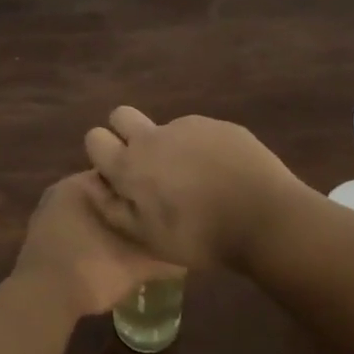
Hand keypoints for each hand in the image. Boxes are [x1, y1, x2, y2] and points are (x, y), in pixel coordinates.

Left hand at [11, 171, 183, 319]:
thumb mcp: (138, 264)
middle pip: (105, 192)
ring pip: (89, 211)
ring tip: (135, 239)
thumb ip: (165, 255)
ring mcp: (47, 213)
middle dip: (127, 205)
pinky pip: (73, 228)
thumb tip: (189, 254)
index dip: (145, 184)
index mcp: (82, 183)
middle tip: (154, 220)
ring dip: (108, 222)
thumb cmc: (91, 269)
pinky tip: (107, 253)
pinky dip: (90, 236)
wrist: (41, 301)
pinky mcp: (40, 237)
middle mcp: (62, 190)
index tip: (165, 198)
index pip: (122, 171)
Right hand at [82, 107, 306, 272]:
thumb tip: (89, 183)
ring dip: (168, 146)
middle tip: (146, 166)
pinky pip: (198, 132)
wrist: (264, 217)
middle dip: (124, 132)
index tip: (116, 174)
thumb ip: (111, 208)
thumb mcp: (147, 238)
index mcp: (130, 165)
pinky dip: (200, 148)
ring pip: (164, 127)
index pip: (94, 138)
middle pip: (121, 115)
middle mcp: (153, 136)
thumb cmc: (199, 236)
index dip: (101, 153)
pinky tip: (221, 174)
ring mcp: (188, 126)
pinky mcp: (219, 125)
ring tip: (195, 180)